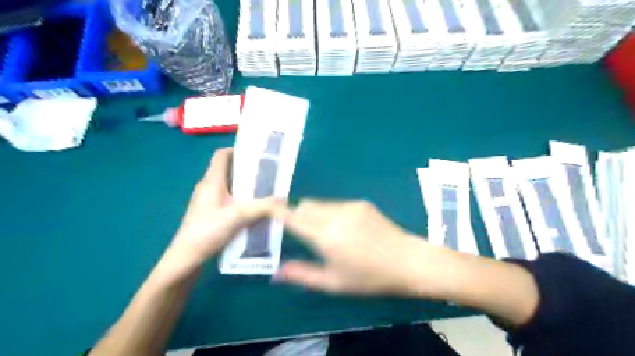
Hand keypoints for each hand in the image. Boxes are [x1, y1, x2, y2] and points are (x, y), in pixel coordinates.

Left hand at [169, 148, 279, 266]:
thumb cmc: (208, 231)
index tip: (257, 155)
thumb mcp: (239, 215)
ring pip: (231, 187)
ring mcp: (209, 201)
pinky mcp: (211, 214)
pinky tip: (255, 210)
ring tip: (266, 192)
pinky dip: (242, 201)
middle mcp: (209, 187)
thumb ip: (263, 206)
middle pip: (229, 171)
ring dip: (247, 188)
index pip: (222, 155)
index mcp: (212, 181)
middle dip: (249, 171)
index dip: (238, 150)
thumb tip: (285, 199)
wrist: (186, 259)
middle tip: (269, 175)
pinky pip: (229, 201)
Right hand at [273, 201, 450, 296]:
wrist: (408, 261)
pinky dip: (330, 212)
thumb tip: (278, 272)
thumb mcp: (335, 282)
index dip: (277, 211)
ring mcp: (349, 206)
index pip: (293, 217)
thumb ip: (303, 275)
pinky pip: (335, 204)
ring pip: (319, 203)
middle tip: (302, 234)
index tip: (267, 210)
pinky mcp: (361, 203)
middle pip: (304, 206)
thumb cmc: (370, 277)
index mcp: (326, 236)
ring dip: (314, 214)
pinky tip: (345, 229)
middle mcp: (335, 215)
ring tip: (327, 233)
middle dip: (297, 216)